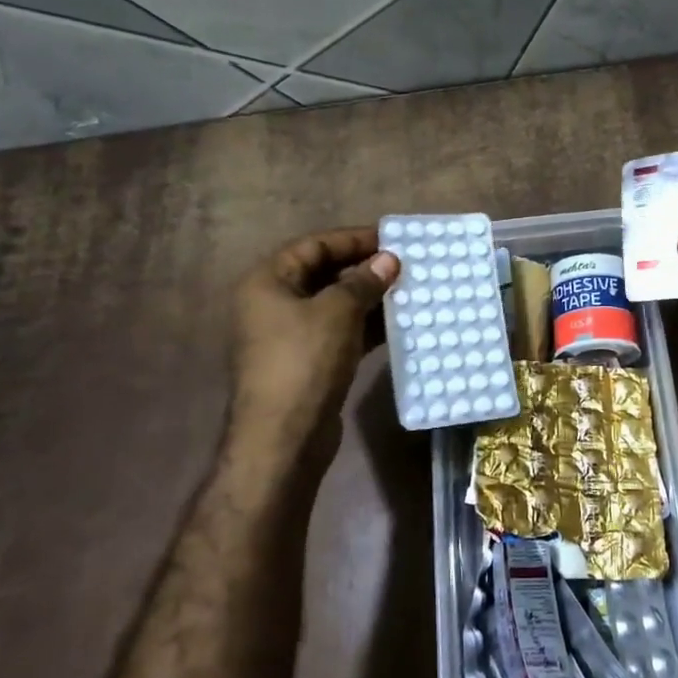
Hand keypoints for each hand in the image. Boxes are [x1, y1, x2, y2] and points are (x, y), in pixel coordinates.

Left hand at [229, 228, 399, 445]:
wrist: (284, 439)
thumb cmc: (305, 361)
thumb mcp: (337, 312)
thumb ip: (364, 281)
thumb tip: (389, 259)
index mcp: (268, 282)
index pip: (314, 245)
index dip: (353, 239)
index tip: (392, 238)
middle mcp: (273, 303)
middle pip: (324, 273)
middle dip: (365, 268)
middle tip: (405, 265)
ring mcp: (290, 336)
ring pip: (335, 305)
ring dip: (370, 298)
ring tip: (409, 290)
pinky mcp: (308, 362)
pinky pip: (340, 332)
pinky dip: (366, 326)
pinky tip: (398, 324)